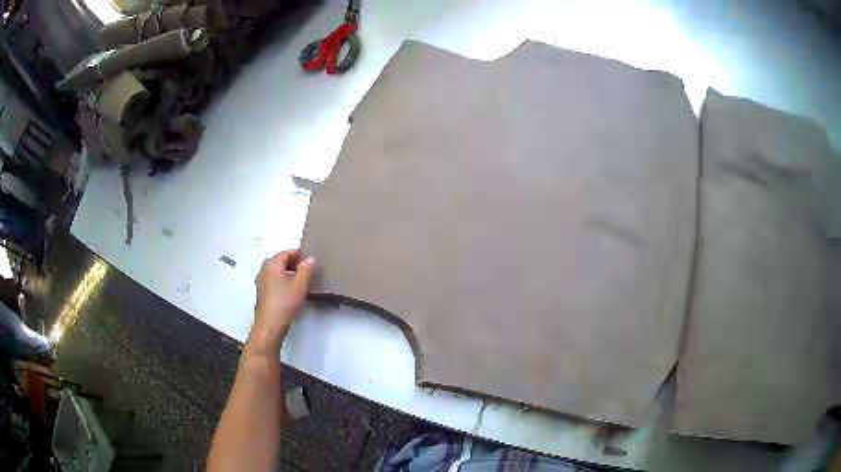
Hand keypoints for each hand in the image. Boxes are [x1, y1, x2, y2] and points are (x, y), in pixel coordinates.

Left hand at [249, 250, 314, 351]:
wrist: (270, 325)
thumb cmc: (285, 303)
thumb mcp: (300, 285)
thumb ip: (306, 270)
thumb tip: (310, 259)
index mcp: (272, 265)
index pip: (286, 253)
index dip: (298, 254)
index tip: (310, 259)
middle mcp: (264, 271)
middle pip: (280, 262)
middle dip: (293, 263)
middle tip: (307, 269)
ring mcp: (261, 283)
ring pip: (276, 272)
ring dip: (288, 273)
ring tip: (301, 280)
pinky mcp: (263, 294)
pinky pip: (274, 281)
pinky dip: (283, 282)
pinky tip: (292, 291)